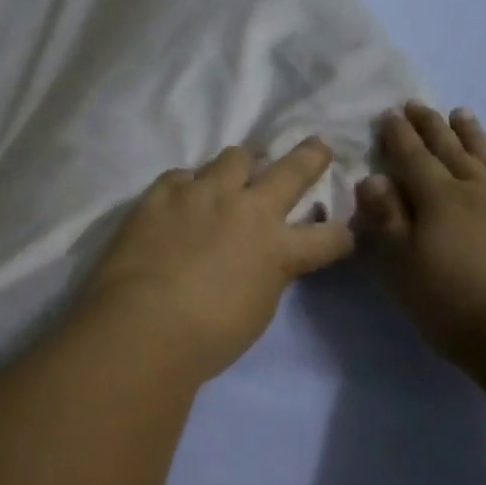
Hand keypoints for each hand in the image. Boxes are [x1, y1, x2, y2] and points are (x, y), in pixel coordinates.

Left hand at [81, 139, 357, 380]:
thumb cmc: (207, 337)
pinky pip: (183, 174)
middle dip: (311, 156)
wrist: (143, 325)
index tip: (343, 234)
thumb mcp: (257, 310)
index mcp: (279, 248)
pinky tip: (184, 195)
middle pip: (292, 170)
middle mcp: (248, 209)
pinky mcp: (163, 192)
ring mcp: (203, 194)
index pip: (329, 236)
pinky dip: (190, 184)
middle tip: (318, 147)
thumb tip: (263, 261)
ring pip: (235, 156)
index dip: (341, 235)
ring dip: (242, 164)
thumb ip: (267, 275)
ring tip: (237, 172)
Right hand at [355, 103, 485, 374]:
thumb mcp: (404, 270)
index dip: (398, 135)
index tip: (388, 114)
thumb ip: (387, 221)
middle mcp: (476, 188)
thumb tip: (371, 178)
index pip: (412, 157)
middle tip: (416, 103)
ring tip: (460, 113)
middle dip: (430, 125)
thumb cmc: (458, 307)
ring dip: (470, 133)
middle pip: (449, 148)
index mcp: (438, 199)